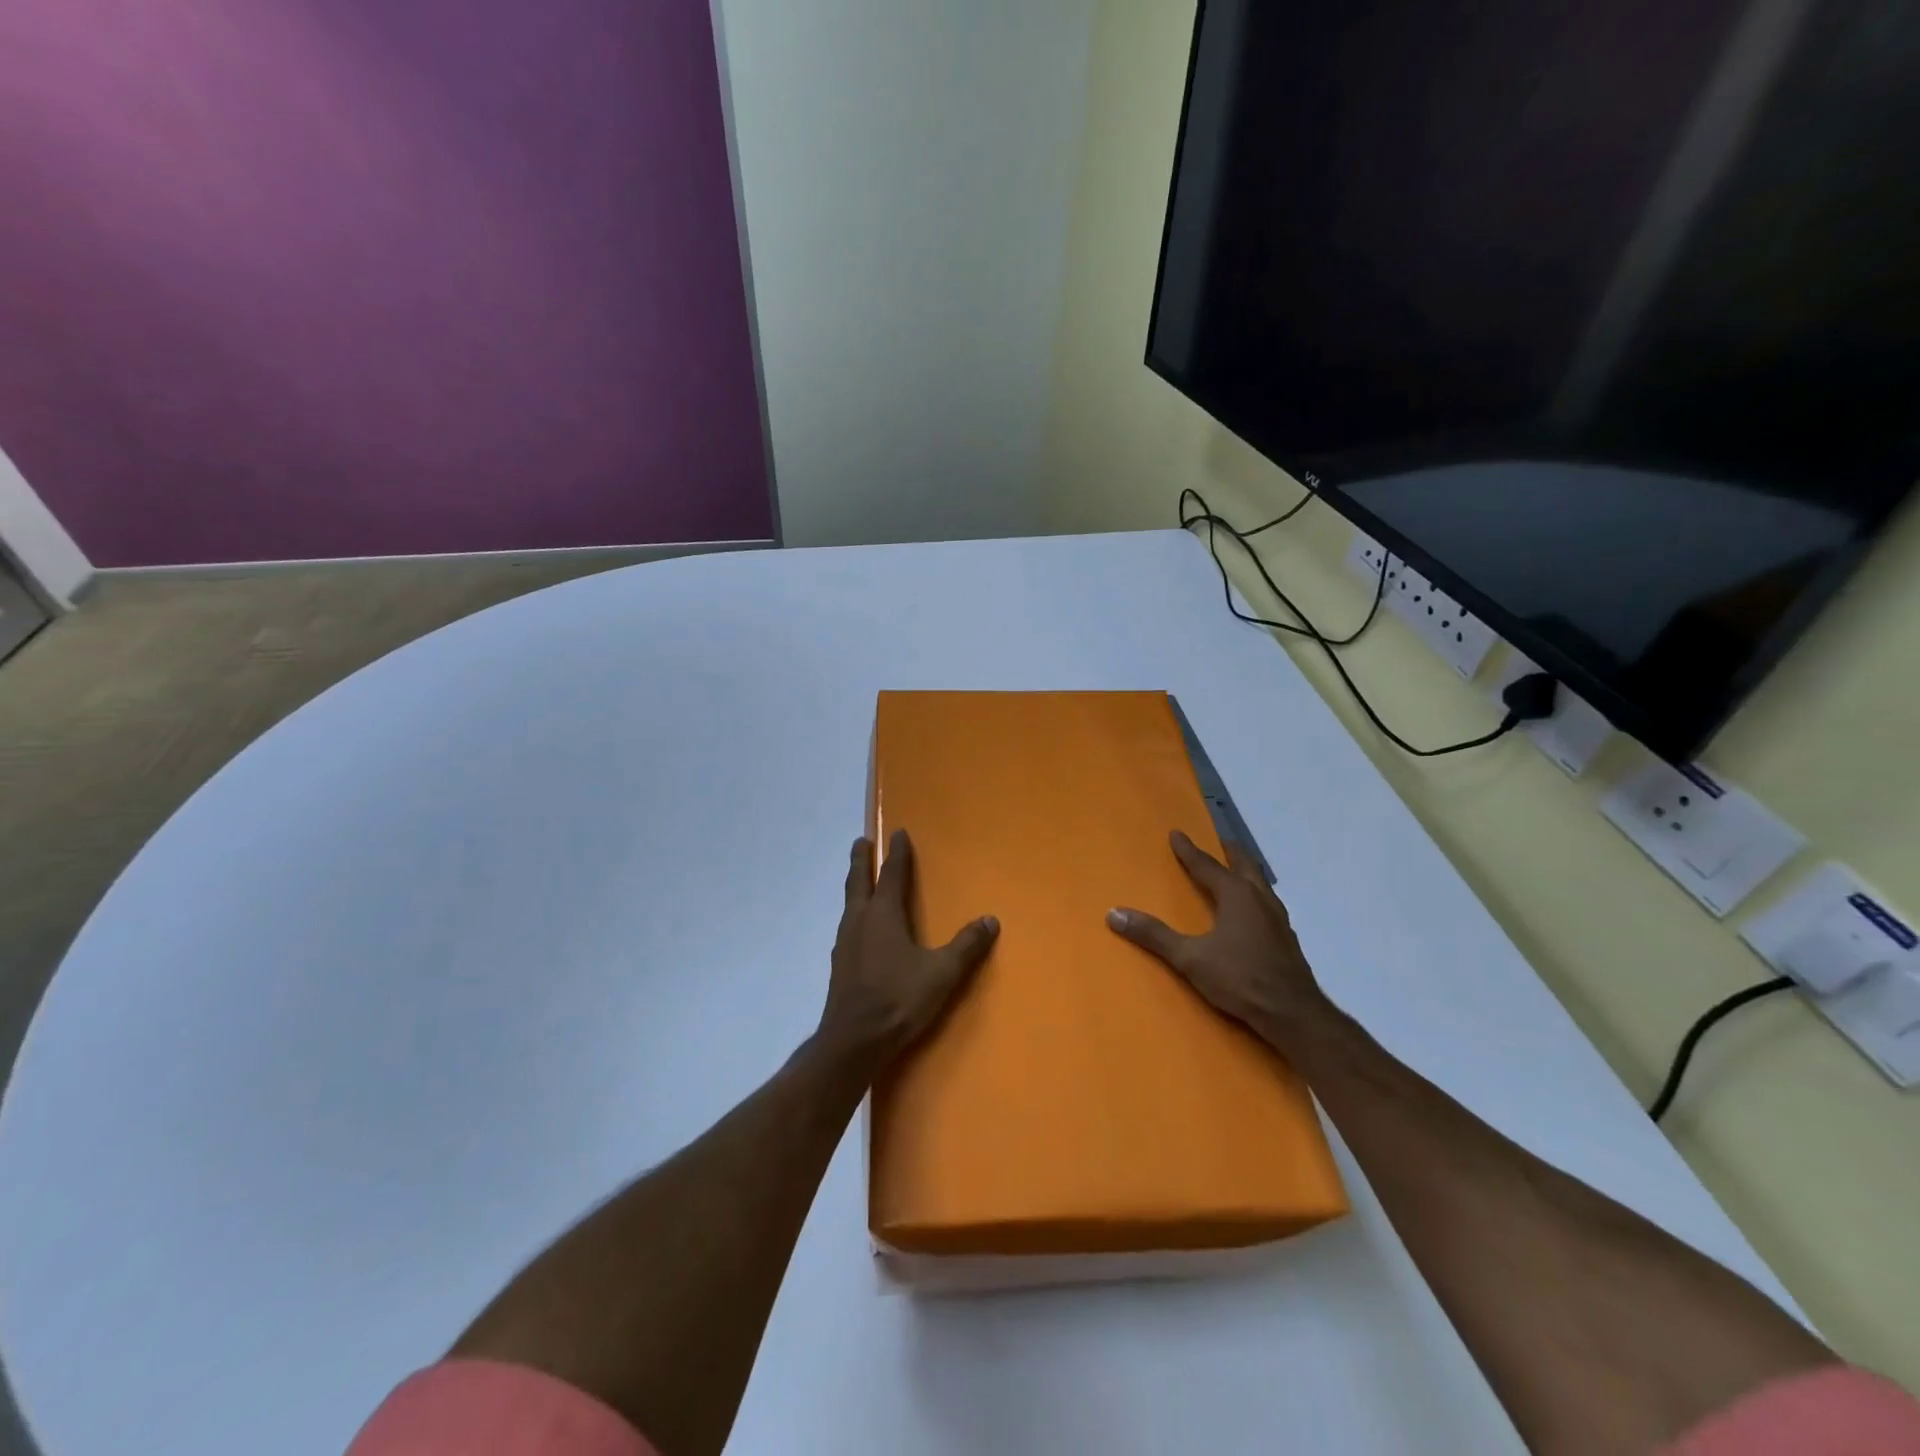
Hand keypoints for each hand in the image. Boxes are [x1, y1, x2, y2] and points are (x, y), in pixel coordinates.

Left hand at [820, 830, 998, 1063]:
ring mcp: (844, 942)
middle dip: (861, 860)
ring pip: (849, 903)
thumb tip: (990, 920)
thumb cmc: (898, 999)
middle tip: (860, 842)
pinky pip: (847, 926)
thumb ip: (966, 946)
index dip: (896, 852)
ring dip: (855, 885)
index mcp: (883, 914)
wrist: (854, 1041)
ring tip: (860, 880)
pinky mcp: (839, 964)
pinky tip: (858, 928)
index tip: (898, 832)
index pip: (891, 874)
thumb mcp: (942, 973)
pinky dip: (853, 913)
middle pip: (858, 881)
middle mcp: (859, 920)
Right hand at [1107, 830, 1333, 1050]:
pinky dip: (1255, 896)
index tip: (1177, 833)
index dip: (1189, 850)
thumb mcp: (1189, 958)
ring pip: (1260, 884)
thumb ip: (1154, 935)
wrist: (1293, 1013)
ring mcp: (1278, 919)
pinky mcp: (1286, 939)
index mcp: (1236, 895)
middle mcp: (1259, 899)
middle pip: (1244, 865)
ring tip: (1235, 871)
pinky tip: (1252, 912)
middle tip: (1218, 841)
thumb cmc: (1239, 978)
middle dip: (1228, 851)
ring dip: (1245, 872)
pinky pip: (1268, 904)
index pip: (1206, 865)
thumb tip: (1114, 913)